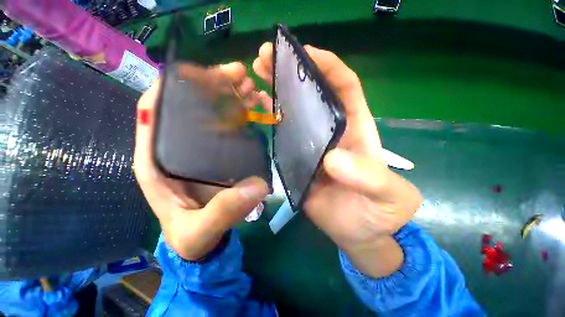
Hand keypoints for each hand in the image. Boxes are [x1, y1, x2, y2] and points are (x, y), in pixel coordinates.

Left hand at [134, 63, 268, 260]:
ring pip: (211, 112)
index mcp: (158, 162)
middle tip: (238, 75)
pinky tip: (254, 106)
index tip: (198, 73)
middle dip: (211, 85)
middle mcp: (176, 148)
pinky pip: (227, 126)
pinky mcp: (217, 153)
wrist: (205, 240)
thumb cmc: (192, 235)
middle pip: (188, 105)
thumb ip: (223, 211)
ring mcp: (199, 148)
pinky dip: (240, 113)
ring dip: (229, 95)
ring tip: (250, 87)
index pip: (153, 113)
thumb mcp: (201, 229)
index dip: (170, 87)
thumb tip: (256, 187)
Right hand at [253, 43, 421, 276]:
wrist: (360, 234)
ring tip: (255, 76)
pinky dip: (271, 123)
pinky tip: (256, 110)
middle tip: (267, 58)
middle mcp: (331, 133)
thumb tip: (333, 160)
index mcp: (357, 131)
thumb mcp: (389, 196)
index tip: (304, 52)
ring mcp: (312, 147)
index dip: (327, 66)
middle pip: (313, 95)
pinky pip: (283, 138)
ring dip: (277, 93)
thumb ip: (370, 178)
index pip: (344, 87)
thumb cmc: (380, 214)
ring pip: (294, 113)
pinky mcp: (298, 162)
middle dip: (292, 73)